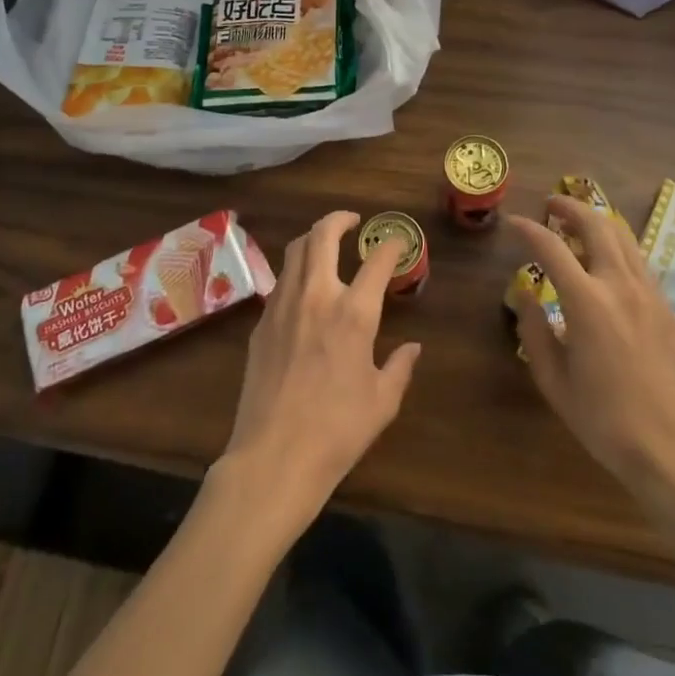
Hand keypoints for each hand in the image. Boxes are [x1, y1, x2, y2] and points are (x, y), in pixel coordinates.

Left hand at [218, 211, 421, 533]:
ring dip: (313, 239)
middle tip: (352, 221)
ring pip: (295, 251)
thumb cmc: (337, 430)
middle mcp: (316, 296)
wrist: (274, 456)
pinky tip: (304, 289)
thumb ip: (400, 367)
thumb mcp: (382, 401)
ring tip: (326, 244)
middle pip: (322, 235)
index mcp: (353, 312)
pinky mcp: (261, 323)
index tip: (398, 242)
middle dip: (339, 219)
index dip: (391, 245)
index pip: (377, 260)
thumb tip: (413, 348)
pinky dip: (296, 271)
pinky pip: (280, 282)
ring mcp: (282, 306)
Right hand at [508, 196, 674, 508]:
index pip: (552, 248)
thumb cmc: (604, 420)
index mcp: (588, 303)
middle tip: (551, 204)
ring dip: (598, 222)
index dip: (528, 230)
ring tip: (578, 224)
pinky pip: (639, 261)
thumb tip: (524, 294)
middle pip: (597, 225)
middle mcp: (621, 286)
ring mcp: (649, 294)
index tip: (513, 223)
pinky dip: (618, 246)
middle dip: (571, 208)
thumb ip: (534, 331)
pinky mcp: (667, 308)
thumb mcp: (553, 380)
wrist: (673, 450)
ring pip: (624, 238)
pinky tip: (607, 260)